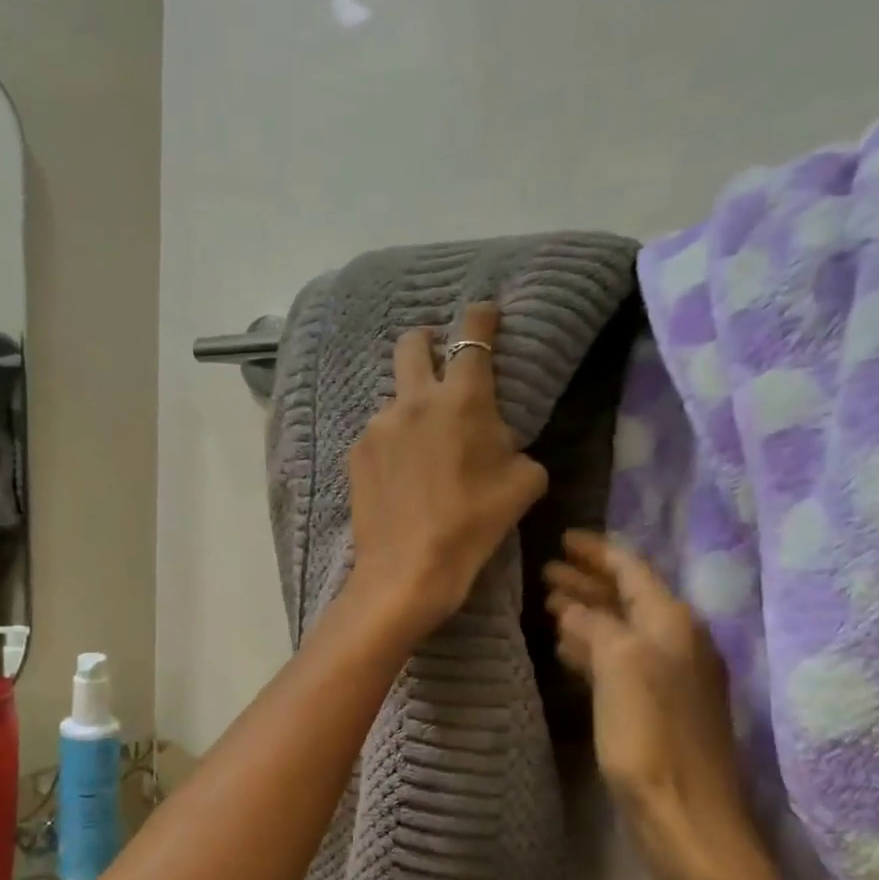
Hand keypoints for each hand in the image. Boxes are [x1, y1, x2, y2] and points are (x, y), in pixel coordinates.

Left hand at [347, 303, 548, 640]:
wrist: (407, 569)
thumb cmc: (473, 525)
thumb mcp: (523, 484)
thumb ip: (514, 446)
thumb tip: (498, 441)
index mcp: (462, 400)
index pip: (473, 337)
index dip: (481, 316)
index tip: (484, 310)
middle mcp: (414, 400)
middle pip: (413, 343)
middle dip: (427, 340)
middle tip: (439, 356)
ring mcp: (378, 425)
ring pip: (394, 396)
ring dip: (410, 405)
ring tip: (421, 445)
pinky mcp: (355, 452)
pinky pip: (378, 433)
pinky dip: (392, 441)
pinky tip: (399, 475)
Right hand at [544, 532, 774, 879]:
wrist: (687, 821)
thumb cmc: (650, 738)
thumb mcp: (619, 668)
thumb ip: (597, 626)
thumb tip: (574, 608)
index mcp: (672, 626)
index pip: (633, 571)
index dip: (598, 552)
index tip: (563, 538)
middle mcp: (676, 644)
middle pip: (627, 598)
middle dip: (587, 581)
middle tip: (544, 571)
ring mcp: (668, 679)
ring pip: (620, 630)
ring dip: (587, 614)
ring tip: (547, 604)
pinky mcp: (655, 710)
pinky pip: (618, 662)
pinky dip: (591, 648)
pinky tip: (566, 650)